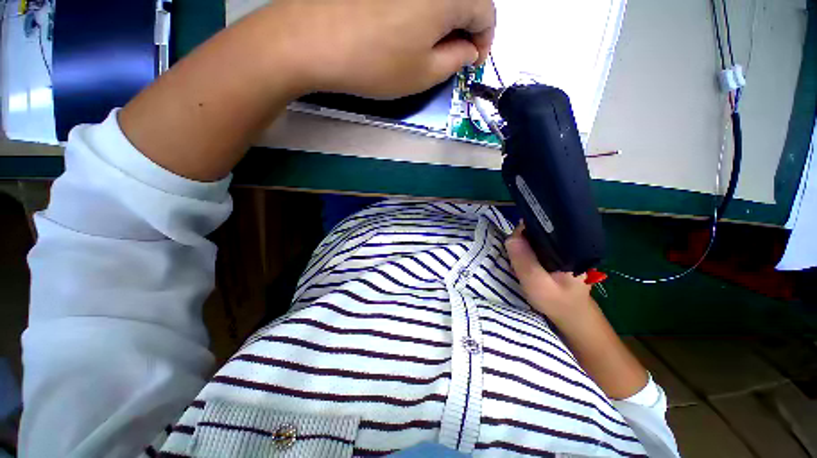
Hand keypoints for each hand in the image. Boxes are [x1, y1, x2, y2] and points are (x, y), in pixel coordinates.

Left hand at [259, 0, 495, 97]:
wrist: (313, 40)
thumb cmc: (376, 62)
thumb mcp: (424, 73)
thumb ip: (455, 60)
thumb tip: (468, 50)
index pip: (486, 12)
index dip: (484, 40)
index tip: (472, 62)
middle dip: (464, 30)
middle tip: (452, 56)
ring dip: (443, 19)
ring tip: (429, 46)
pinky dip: (421, 10)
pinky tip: (408, 27)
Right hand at [505, 223, 593, 322]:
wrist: (572, 316)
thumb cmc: (558, 302)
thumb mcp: (537, 284)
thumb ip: (524, 262)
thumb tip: (511, 237)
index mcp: (571, 245)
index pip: (544, 225)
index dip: (524, 230)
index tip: (514, 245)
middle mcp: (568, 241)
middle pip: (538, 229)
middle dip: (522, 239)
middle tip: (515, 257)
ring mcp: (562, 247)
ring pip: (535, 236)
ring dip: (523, 245)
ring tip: (518, 259)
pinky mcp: (555, 253)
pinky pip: (536, 244)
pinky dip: (526, 249)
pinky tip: (524, 259)